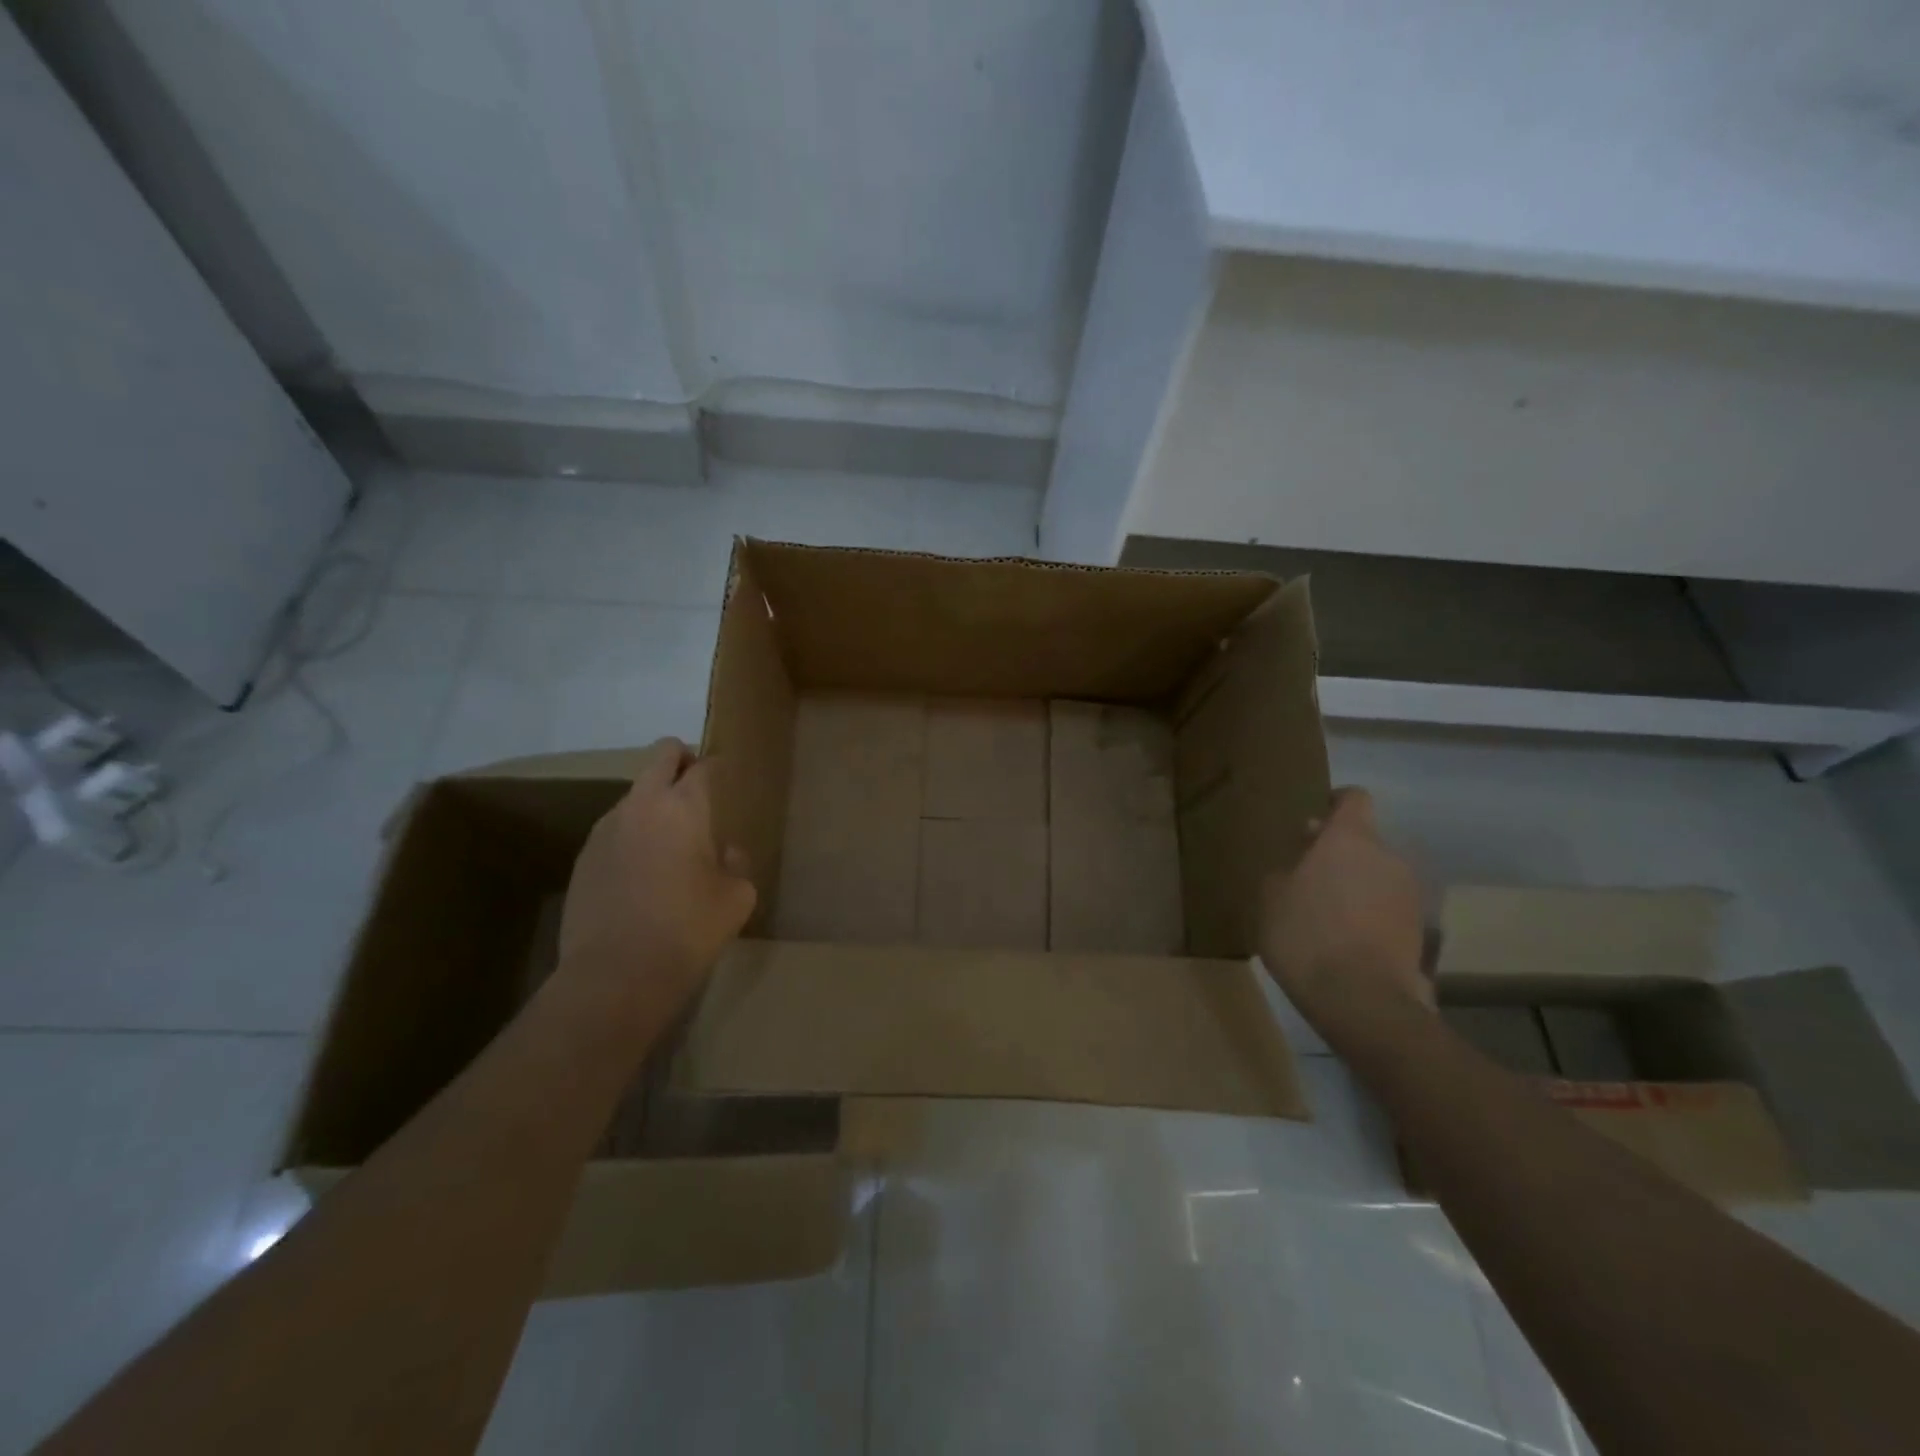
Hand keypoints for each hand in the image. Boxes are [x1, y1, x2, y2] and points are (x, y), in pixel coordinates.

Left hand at [555, 739, 756, 1019]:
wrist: (616, 975)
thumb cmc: (689, 929)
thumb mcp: (737, 897)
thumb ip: (736, 864)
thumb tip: (724, 853)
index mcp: (684, 807)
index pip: (704, 766)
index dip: (718, 767)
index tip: (727, 777)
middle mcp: (641, 805)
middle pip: (661, 755)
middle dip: (682, 759)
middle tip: (698, 787)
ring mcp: (605, 829)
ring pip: (635, 794)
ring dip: (654, 803)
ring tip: (670, 843)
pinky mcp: (583, 858)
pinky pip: (615, 830)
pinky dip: (633, 836)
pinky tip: (642, 875)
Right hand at [1258, 787, 1428, 1030]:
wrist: (1361, 998)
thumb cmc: (1306, 934)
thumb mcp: (1270, 898)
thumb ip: (1285, 871)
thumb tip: (1298, 866)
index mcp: (1349, 839)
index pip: (1354, 798)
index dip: (1335, 804)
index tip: (1314, 822)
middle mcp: (1387, 856)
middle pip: (1363, 841)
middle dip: (1338, 854)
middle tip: (1307, 877)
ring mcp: (1409, 893)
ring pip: (1376, 875)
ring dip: (1355, 885)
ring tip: (1326, 914)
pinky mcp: (1419, 929)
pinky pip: (1387, 907)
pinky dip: (1368, 914)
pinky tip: (1344, 939)